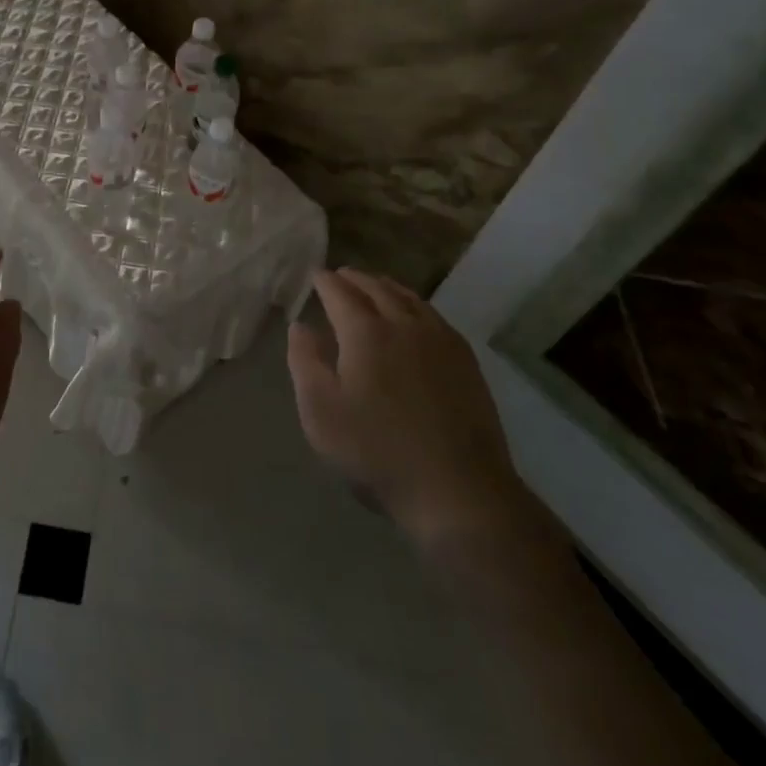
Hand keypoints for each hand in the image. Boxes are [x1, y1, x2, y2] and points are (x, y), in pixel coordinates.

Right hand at [288, 268, 545, 554]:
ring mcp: (440, 340)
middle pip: (377, 288)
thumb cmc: (378, 452)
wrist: (458, 490)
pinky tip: (414, 315)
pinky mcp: (465, 361)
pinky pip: (434, 316)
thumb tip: (300, 325)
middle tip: (340, 275)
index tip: (316, 276)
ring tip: (374, 286)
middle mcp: (403, 324)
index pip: (340, 293)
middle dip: (355, 279)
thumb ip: (305, 362)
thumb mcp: (321, 412)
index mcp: (365, 332)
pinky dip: (415, 304)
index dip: (325, 282)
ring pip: (409, 298)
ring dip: (386, 287)